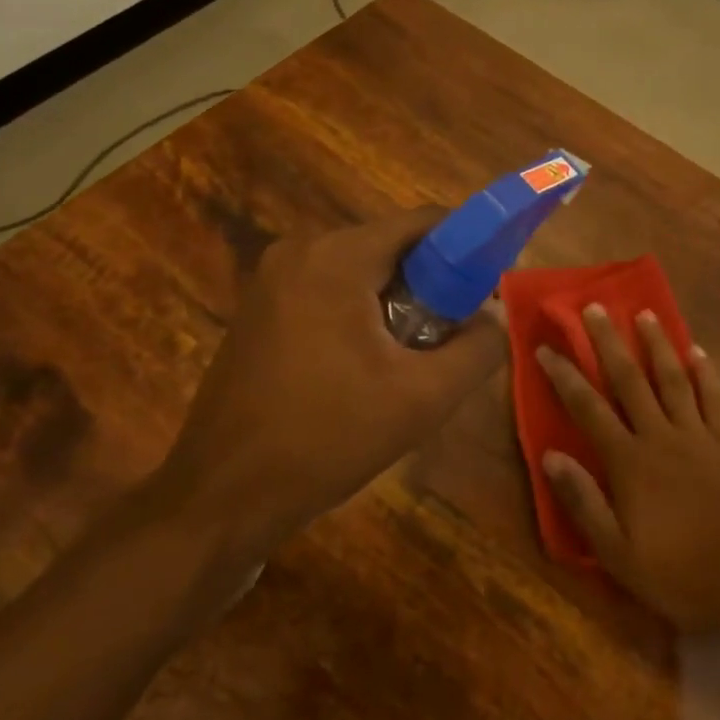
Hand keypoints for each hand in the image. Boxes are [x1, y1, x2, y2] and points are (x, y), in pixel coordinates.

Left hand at [165, 207, 504, 551]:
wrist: (224, 496)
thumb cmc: (327, 438)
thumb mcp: (422, 398)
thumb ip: (478, 349)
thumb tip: (496, 316)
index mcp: (336, 257)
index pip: (423, 223)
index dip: (467, 248)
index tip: (489, 290)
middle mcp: (298, 251)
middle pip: (391, 247)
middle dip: (432, 286)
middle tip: (453, 337)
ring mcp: (270, 279)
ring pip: (360, 273)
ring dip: (396, 305)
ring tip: (411, 361)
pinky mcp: (258, 309)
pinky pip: (328, 292)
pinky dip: (359, 315)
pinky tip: (365, 368)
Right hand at [537, 305, 719, 633]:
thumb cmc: (678, 572)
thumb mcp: (617, 553)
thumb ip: (583, 501)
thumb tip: (551, 456)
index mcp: (630, 461)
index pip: (588, 407)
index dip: (565, 376)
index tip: (546, 348)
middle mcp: (662, 436)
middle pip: (630, 379)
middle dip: (609, 342)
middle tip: (595, 308)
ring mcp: (699, 435)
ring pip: (674, 379)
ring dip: (657, 344)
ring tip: (645, 314)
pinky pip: (717, 398)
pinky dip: (708, 372)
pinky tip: (698, 351)